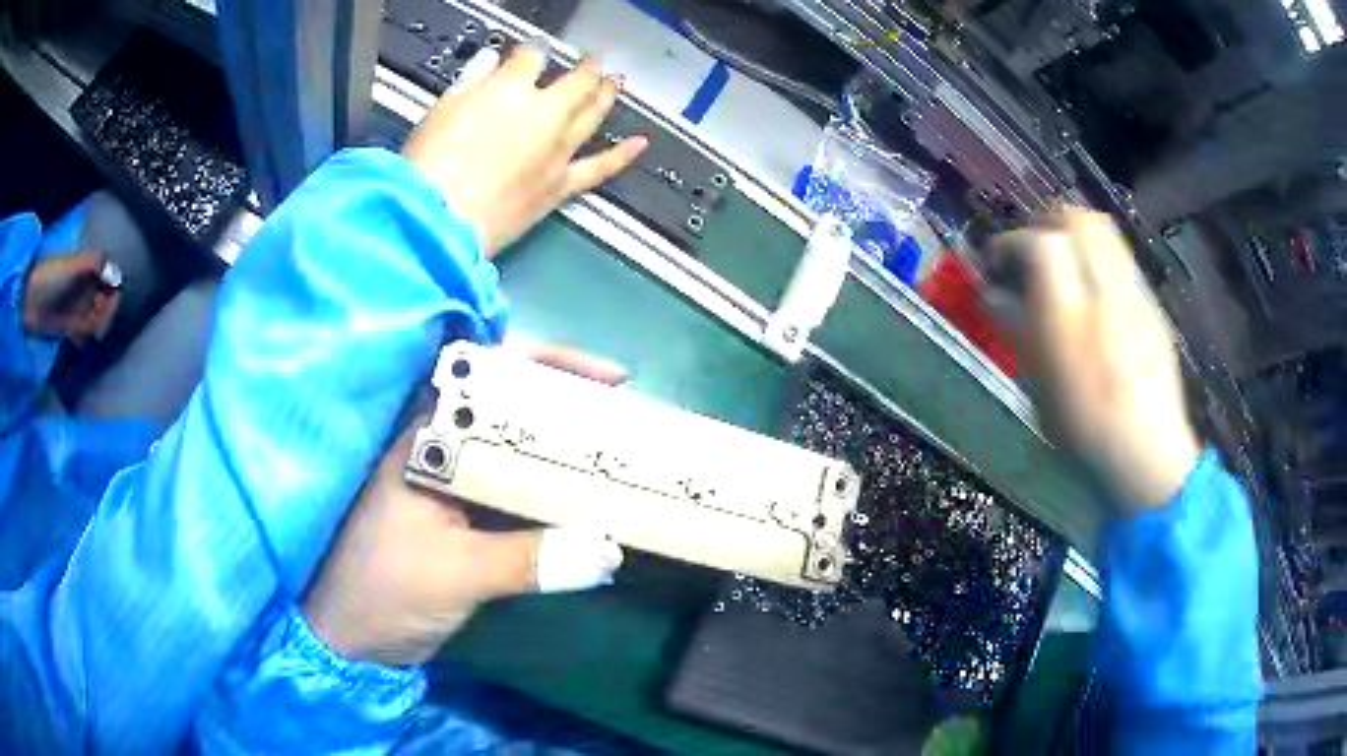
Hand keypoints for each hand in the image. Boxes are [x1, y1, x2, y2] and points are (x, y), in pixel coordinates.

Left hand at [24, 250, 120, 345]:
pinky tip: (77, 340)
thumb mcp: (72, 265)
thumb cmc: (50, 277)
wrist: (28, 300)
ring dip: (94, 327)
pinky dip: (83, 338)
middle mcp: (85, 287)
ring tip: (85, 332)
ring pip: (95, 319)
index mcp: (88, 270)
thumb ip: (93, 264)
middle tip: (97, 327)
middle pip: (105, 301)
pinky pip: (83, 333)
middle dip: (104, 315)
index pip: (111, 280)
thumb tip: (113, 272)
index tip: (108, 306)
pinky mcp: (67, 326)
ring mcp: (75, 307)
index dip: (113, 295)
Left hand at [303, 345, 628, 666]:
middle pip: (512, 409)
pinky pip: (517, 496)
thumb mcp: (454, 573)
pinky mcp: (462, 523)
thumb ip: (528, 561)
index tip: (610, 379)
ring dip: (565, 452)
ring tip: (619, 454)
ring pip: (517, 453)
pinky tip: (588, 506)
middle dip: (569, 406)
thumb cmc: (384, 592)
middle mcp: (441, 453)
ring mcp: (452, 489)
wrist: (350, 642)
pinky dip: (554, 496)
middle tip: (627, 416)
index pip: (489, 377)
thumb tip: (609, 550)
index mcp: (427, 442)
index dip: (549, 364)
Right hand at [402, 43, 647, 256]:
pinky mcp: (561, 185)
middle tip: (594, 59)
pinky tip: (640, 144)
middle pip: (576, 82)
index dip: (532, 51)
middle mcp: (545, 114)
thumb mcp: (440, 112)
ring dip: (607, 95)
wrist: (441, 221)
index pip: (532, 58)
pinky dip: (622, 155)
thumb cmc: (430, 165)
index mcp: (512, 88)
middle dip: (586, 66)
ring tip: (615, 83)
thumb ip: (470, 83)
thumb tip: (488, 65)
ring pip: (593, 115)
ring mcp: (558, 150)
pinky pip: (600, 168)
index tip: (530, 51)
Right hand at [992, 209, 1199, 509]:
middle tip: (1031, 253)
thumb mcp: (1040, 387)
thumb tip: (993, 293)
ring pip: (1104, 233)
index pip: (1041, 245)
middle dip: (1046, 225)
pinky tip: (1092, 294)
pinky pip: (1120, 260)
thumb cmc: (1086, 430)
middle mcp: (1108, 294)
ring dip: (1075, 236)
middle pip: (1079, 220)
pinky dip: (1098, 259)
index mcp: (1074, 320)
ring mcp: (1137, 296)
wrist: (1149, 458)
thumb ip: (1017, 330)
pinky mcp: (1152, 306)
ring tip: (1060, 267)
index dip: (1012, 243)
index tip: (999, 261)